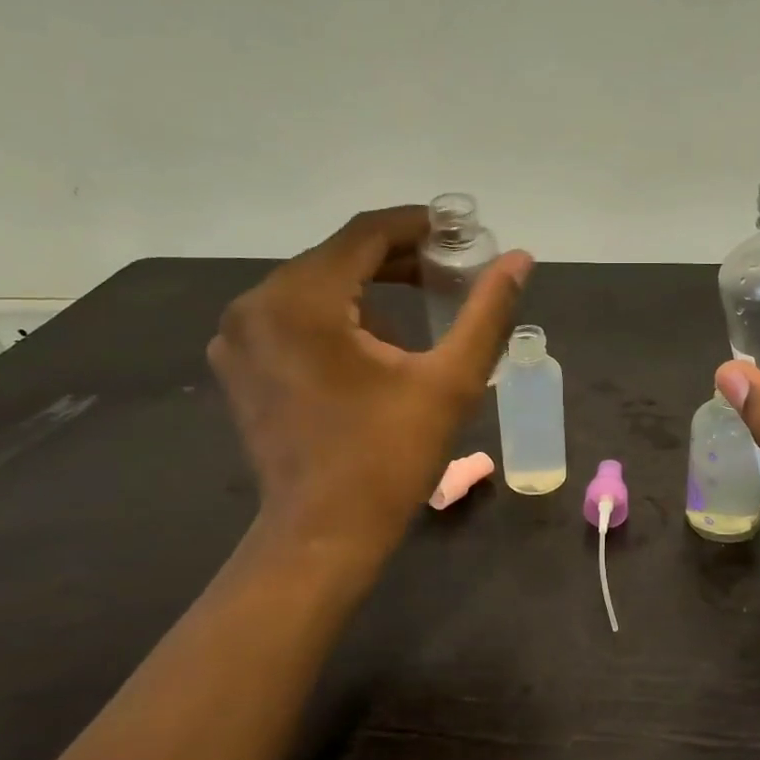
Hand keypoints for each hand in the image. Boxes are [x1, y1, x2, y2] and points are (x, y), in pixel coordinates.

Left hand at [209, 206, 531, 547]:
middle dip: (397, 259)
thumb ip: (487, 312)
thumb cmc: (390, 458)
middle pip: (337, 258)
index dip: (417, 225)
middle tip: (450, 270)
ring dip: (369, 288)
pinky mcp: (240, 365)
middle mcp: (256, 305)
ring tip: (422, 307)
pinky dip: (337, 316)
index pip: (365, 234)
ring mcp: (239, 337)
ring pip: (316, 286)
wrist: (323, 534)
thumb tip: (520, 259)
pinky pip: (294, 317)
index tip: (459, 232)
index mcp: (301, 301)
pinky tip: (375, 345)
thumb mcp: (451, 382)